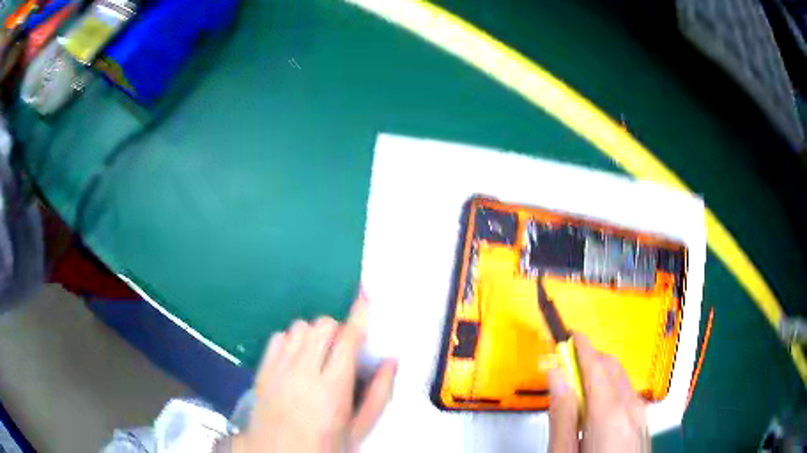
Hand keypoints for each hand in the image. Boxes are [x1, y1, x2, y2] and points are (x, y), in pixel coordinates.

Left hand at [231, 292, 397, 452]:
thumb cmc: (325, 446)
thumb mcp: (359, 429)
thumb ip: (379, 394)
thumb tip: (392, 361)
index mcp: (332, 391)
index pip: (348, 341)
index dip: (359, 316)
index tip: (366, 299)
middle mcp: (302, 374)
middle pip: (322, 326)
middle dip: (337, 329)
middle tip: (343, 348)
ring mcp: (278, 370)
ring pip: (299, 327)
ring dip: (314, 334)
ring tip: (319, 353)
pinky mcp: (262, 371)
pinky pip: (278, 336)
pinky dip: (291, 340)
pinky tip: (297, 358)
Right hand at [547, 334, 649, 452]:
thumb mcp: (564, 452)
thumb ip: (562, 415)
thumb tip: (557, 376)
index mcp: (610, 414)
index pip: (596, 366)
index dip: (581, 346)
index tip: (569, 335)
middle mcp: (631, 409)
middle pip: (612, 367)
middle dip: (589, 360)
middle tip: (565, 367)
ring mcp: (641, 416)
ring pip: (622, 380)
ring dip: (600, 376)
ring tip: (578, 393)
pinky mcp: (643, 424)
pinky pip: (629, 395)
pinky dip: (611, 390)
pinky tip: (597, 410)